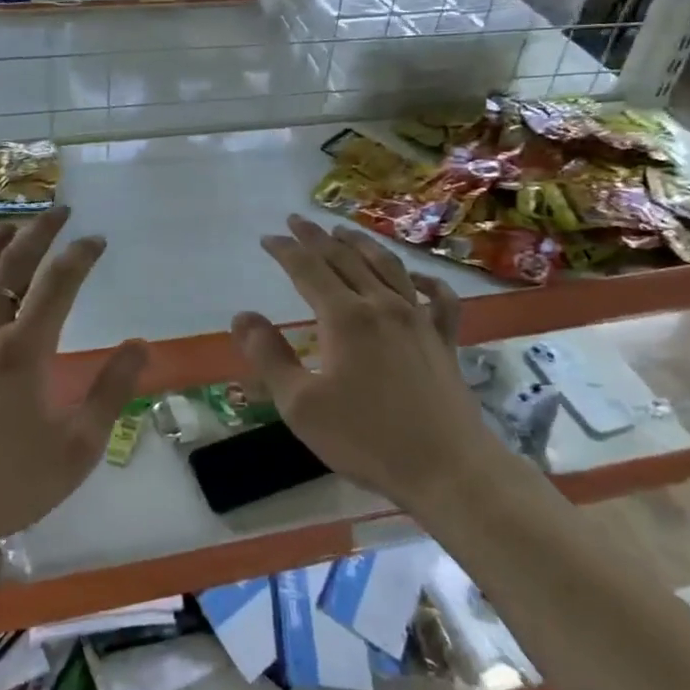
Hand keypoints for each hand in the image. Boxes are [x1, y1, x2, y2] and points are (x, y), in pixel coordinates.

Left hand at [0, 208, 148, 553]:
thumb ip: (111, 391)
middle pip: (10, 268)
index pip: (59, 284)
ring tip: (5, 226)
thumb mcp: (77, 447)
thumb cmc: (8, 485)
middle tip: (57, 212)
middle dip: (38, 233)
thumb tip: (139, 345)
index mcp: (25, 350)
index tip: (96, 241)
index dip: (80, 255)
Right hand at [231, 215, 499, 511]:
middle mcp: (382, 305)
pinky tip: (415, 277)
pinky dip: (425, 281)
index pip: (308, 270)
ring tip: (343, 232)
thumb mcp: (301, 405)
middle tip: (297, 221)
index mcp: (345, 317)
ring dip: (361, 244)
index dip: (286, 251)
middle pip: (345, 259)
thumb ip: (269, 356)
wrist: (447, 468)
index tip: (268, 238)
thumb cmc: (366, 439)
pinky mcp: (444, 339)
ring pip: (387, 267)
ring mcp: (418, 319)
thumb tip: (242, 316)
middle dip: (317, 237)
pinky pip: (438, 298)